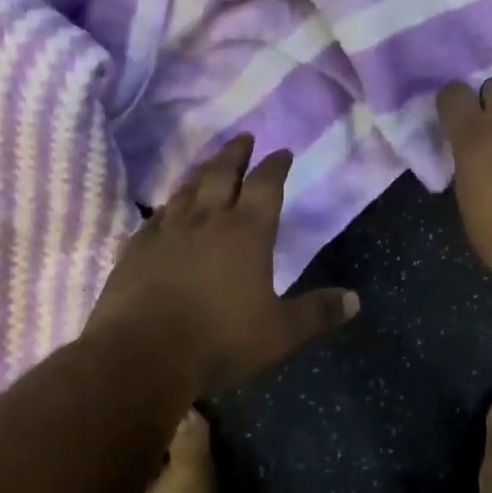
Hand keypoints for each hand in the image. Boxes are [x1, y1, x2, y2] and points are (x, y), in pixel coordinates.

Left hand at [84, 134, 359, 391]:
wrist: (142, 355)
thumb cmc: (219, 340)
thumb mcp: (280, 333)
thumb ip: (317, 313)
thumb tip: (355, 300)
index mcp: (247, 232)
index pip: (265, 185)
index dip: (275, 166)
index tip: (282, 151)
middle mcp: (208, 220)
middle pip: (222, 174)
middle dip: (236, 154)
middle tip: (244, 137)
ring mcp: (168, 231)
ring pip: (187, 189)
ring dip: (202, 172)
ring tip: (209, 163)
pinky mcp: (136, 248)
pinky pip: (156, 217)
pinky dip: (167, 206)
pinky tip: (166, 209)